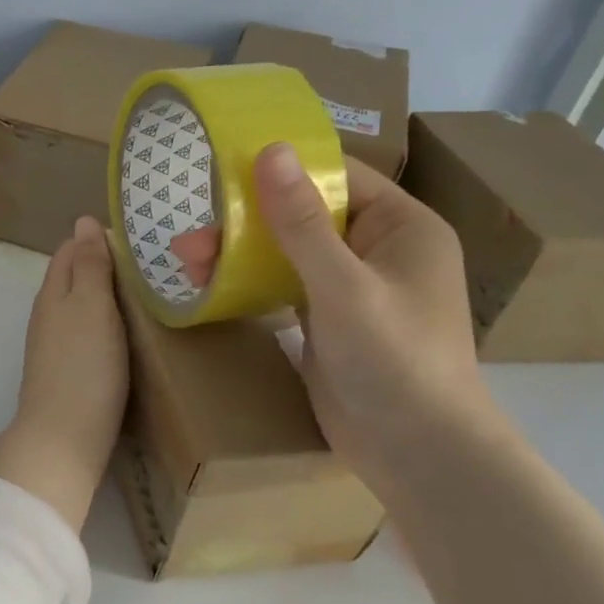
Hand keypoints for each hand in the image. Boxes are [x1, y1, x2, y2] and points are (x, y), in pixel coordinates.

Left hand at [0, 216, 129, 529]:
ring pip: (80, 307)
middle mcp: (48, 314)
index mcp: (53, 292)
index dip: (97, 239)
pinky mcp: (66, 371)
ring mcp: (55, 346)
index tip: (136, 237)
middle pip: (74, 278)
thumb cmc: (84, 365)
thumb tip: (83, 220)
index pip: (70, 250)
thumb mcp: (91, 305)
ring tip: (145, 294)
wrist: (65, 436)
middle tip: (150, 265)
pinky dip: (106, 325)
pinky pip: (86, 334)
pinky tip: (127, 333)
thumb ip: (89, 264)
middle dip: (104, 266)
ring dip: (106, 297)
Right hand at [169, 147, 494, 482]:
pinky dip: (250, 282)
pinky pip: (284, 285)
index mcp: (401, 227)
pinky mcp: (328, 321)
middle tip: (192, 235)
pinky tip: (211, 284)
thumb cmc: (394, 360)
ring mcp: (351, 287)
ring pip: (288, 252)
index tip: (224, 169)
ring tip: (188, 262)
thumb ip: (302, 222)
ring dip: (240, 253)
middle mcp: (377, 249)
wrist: (416, 453)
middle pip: (305, 215)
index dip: (284, 169)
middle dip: (246, 222)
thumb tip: (270, 151)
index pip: (338, 177)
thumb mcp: (343, 287)